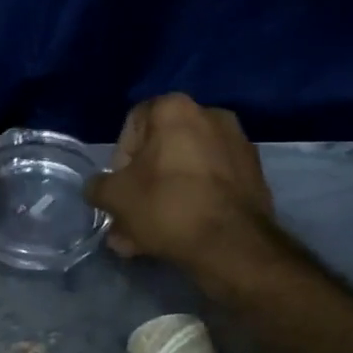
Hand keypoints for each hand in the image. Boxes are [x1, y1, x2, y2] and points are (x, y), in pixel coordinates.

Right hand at [85, 94, 272, 263]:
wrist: (232, 243)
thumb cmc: (166, 206)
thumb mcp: (114, 197)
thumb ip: (99, 187)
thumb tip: (100, 189)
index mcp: (175, 108)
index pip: (133, 123)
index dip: (119, 158)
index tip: (119, 188)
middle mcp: (211, 116)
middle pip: (162, 151)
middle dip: (142, 185)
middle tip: (130, 218)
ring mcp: (237, 146)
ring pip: (186, 172)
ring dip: (164, 200)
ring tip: (149, 236)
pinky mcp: (254, 176)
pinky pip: (211, 186)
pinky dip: (193, 204)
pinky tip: (179, 236)